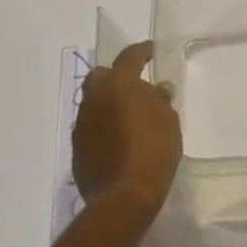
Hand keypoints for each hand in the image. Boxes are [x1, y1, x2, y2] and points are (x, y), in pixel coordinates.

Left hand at [73, 40, 182, 219]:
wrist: (124, 196)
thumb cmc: (154, 150)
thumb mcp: (169, 121)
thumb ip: (160, 101)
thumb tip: (157, 90)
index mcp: (119, 84)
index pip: (129, 57)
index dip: (142, 51)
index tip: (151, 50)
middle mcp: (95, 98)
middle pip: (101, 76)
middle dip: (115, 77)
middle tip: (134, 87)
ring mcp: (82, 124)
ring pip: (93, 103)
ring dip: (108, 104)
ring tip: (128, 117)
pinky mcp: (77, 148)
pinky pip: (91, 128)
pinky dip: (103, 128)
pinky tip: (118, 141)